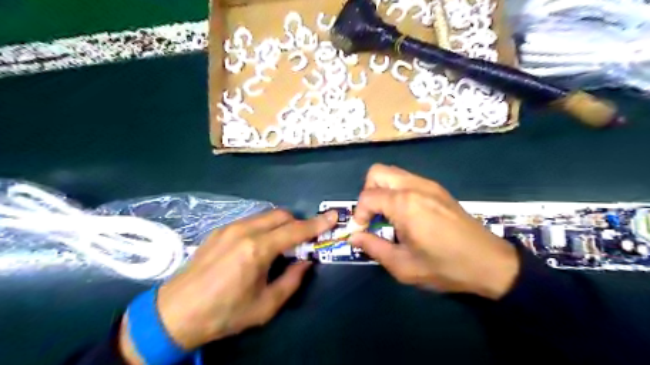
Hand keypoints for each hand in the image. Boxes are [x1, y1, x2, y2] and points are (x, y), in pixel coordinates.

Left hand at [118, 210, 337, 363]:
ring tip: (279, 246)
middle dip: (297, 223)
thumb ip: (292, 280)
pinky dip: (263, 227)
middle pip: (281, 215)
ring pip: (266, 215)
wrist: (175, 313)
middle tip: (302, 241)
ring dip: (280, 225)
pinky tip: (257, 247)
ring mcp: (230, 227)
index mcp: (257, 250)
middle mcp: (245, 231)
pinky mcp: (219, 230)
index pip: (295, 230)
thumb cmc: (224, 313)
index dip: (317, 224)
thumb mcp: (265, 306)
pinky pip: (251, 221)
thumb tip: (305, 262)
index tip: (333, 217)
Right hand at [348, 164, 521, 299]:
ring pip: (393, 173)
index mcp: (404, 204)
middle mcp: (414, 186)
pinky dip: (397, 191)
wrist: (489, 263)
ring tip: (387, 215)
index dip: (358, 214)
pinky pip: (407, 179)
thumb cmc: (444, 267)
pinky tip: (405, 213)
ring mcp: (428, 184)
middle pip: (377, 172)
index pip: (367, 196)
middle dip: (367, 192)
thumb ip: (373, 248)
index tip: (361, 231)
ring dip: (382, 190)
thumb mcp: (403, 265)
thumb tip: (353, 237)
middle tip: (373, 216)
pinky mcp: (438, 189)